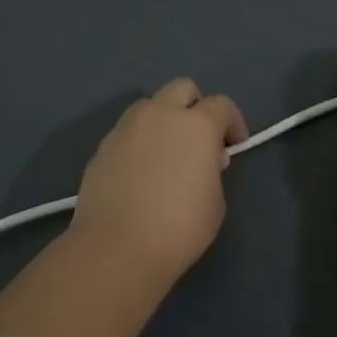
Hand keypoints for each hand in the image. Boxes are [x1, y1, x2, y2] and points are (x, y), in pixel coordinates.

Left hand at [71, 78, 248, 286]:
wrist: (117, 247)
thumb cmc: (179, 228)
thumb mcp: (215, 202)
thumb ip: (212, 171)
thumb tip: (203, 160)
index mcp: (197, 125)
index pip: (222, 105)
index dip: (233, 122)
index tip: (234, 145)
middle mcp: (160, 115)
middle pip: (182, 88)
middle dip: (195, 106)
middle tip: (199, 139)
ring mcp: (126, 128)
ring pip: (149, 106)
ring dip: (163, 120)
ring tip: (166, 153)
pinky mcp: (102, 147)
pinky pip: (127, 132)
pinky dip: (139, 141)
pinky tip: (140, 172)